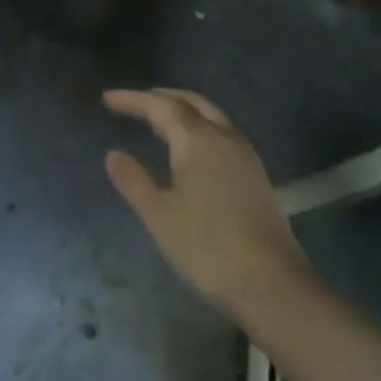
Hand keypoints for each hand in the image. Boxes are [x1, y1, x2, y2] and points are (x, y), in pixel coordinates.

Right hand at [104, 88, 311, 323]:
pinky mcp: (256, 174)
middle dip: (161, 97)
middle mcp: (223, 136)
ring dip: (183, 109)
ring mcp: (245, 154)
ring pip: (210, 115)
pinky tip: (191, 149)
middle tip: (135, 102)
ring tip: (159, 121)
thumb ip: (134, 181)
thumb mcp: (159, 215)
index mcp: (197, 139)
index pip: (160, 105)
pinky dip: (200, 126)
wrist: (272, 284)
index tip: (108, 98)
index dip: (133, 99)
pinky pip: (222, 132)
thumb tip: (114, 155)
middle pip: (190, 102)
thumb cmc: (207, 246)